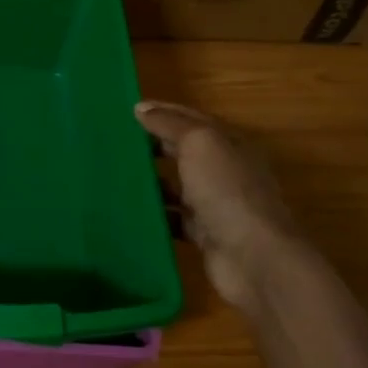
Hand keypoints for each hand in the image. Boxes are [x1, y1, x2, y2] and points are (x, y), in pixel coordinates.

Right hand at [136, 99, 308, 319]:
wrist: (254, 258)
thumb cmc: (226, 190)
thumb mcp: (199, 144)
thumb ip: (170, 124)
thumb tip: (141, 108)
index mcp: (228, 144)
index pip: (191, 119)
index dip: (162, 112)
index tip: (126, 111)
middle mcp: (224, 171)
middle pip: (183, 152)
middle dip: (152, 145)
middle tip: (113, 142)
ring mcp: (215, 205)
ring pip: (177, 186)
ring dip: (150, 181)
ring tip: (114, 175)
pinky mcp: (204, 235)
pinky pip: (174, 219)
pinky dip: (155, 214)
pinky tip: (128, 211)